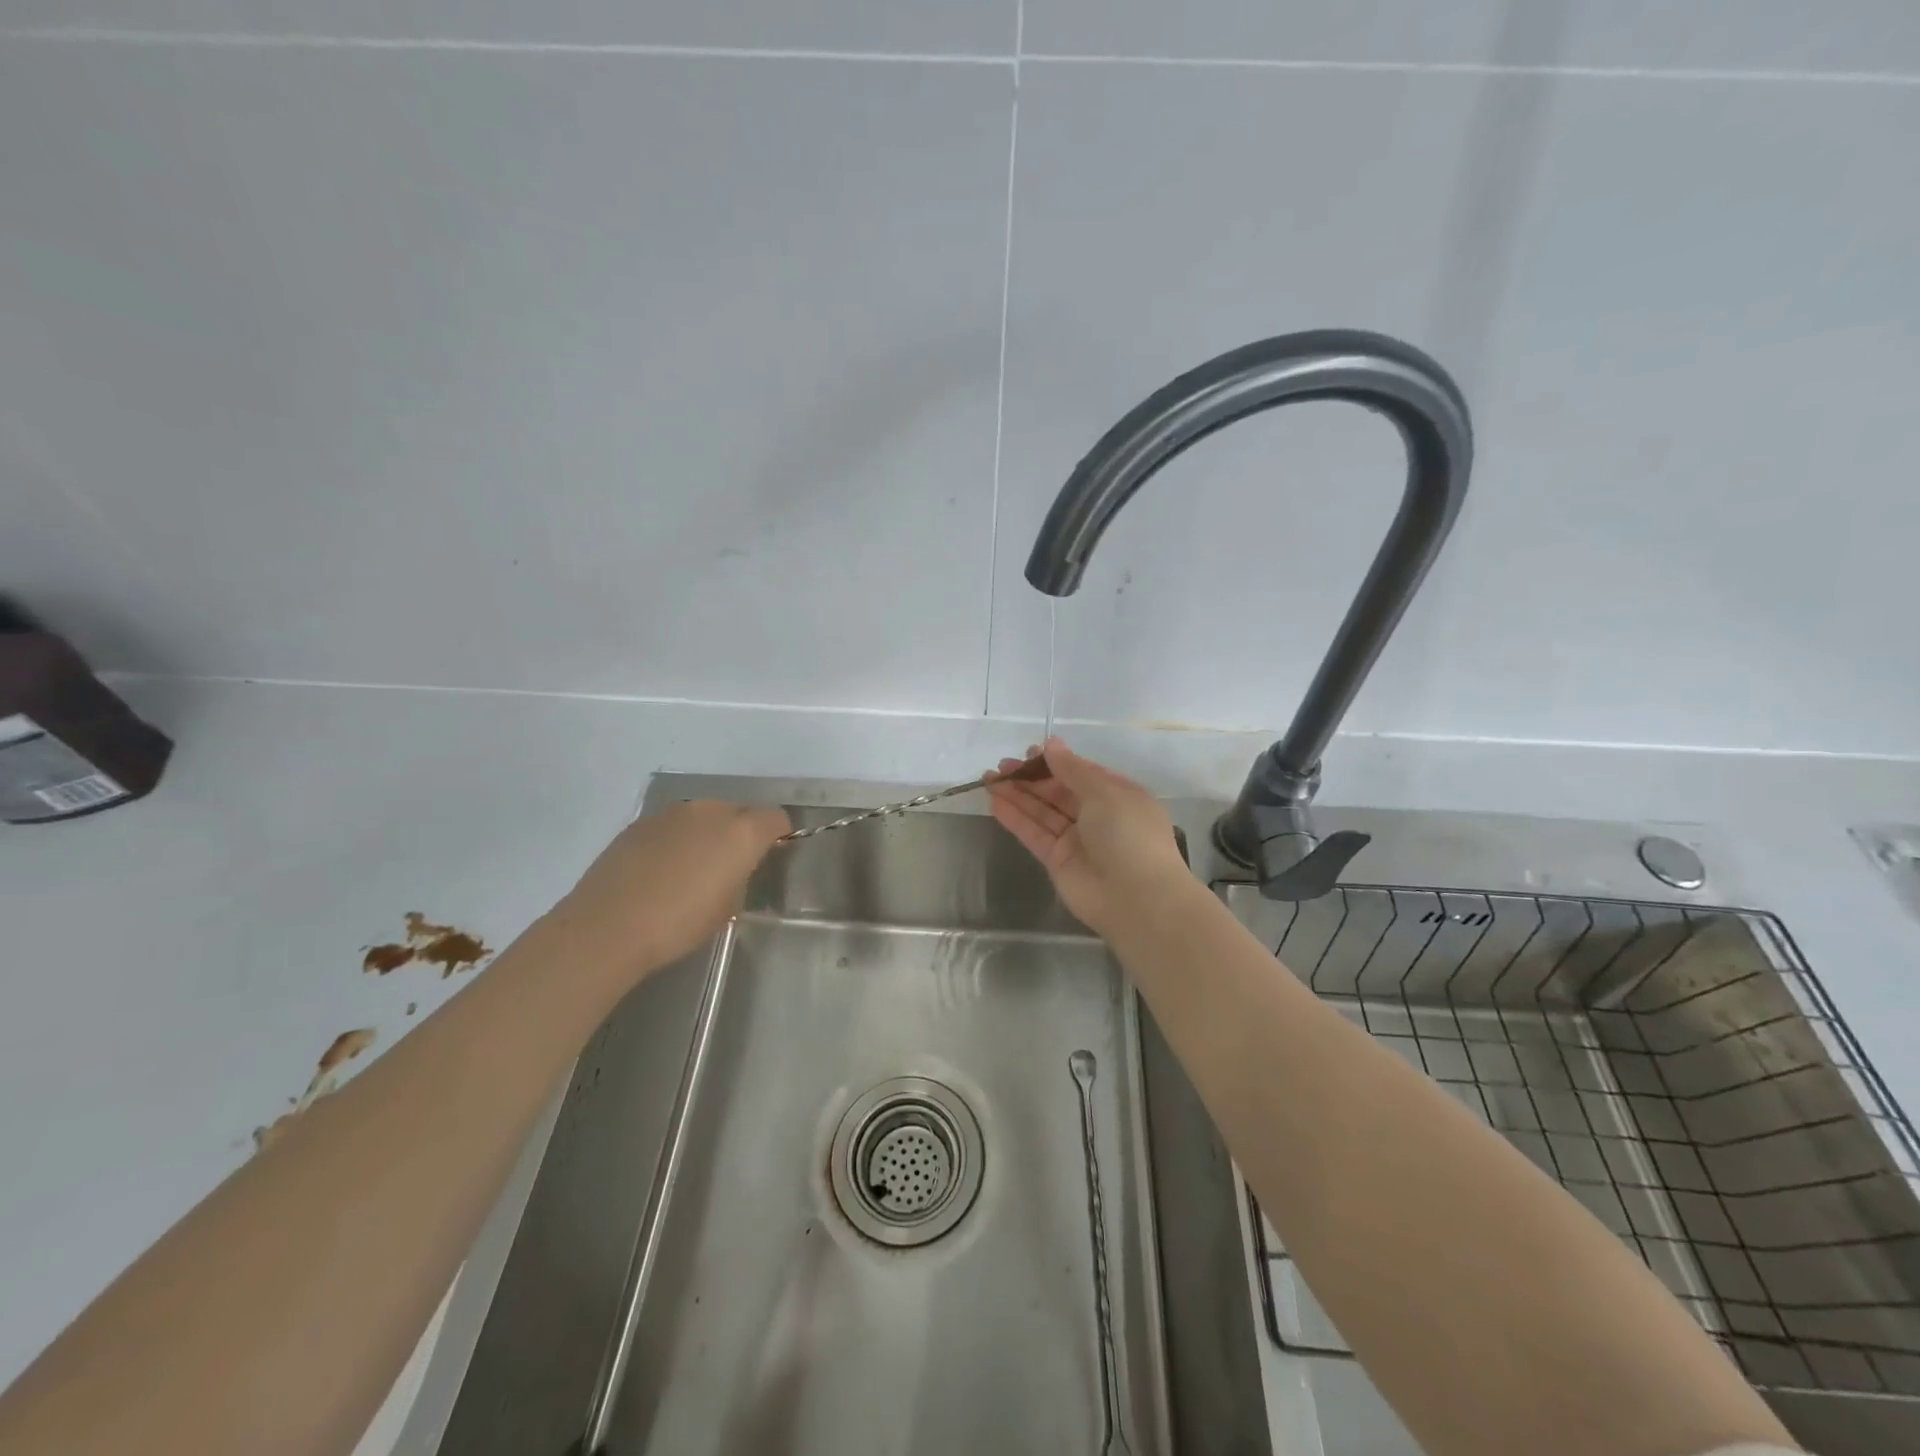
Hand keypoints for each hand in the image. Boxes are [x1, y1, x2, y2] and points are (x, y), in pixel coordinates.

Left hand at [556, 799, 790, 979]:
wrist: (608, 926)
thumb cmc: (680, 923)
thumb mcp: (728, 906)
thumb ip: (740, 875)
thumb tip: (734, 866)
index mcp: (742, 831)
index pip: (775, 818)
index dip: (778, 834)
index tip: (771, 854)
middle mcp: (710, 810)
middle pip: (738, 811)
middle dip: (740, 832)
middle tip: (729, 866)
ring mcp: (672, 813)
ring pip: (702, 816)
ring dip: (705, 833)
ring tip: (691, 868)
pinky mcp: (640, 822)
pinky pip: (672, 825)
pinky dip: (675, 840)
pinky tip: (659, 870)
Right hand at [986, 738, 1191, 936]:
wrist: (1136, 898)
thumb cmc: (1128, 835)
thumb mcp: (1104, 792)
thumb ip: (1072, 769)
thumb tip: (1051, 744)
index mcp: (1117, 795)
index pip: (1082, 773)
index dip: (1055, 762)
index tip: (1028, 752)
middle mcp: (1097, 816)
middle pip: (1058, 791)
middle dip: (1031, 777)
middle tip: (1001, 766)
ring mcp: (1077, 840)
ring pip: (1042, 811)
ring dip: (1017, 795)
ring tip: (989, 779)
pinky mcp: (1058, 861)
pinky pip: (1034, 834)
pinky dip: (1016, 818)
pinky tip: (995, 802)